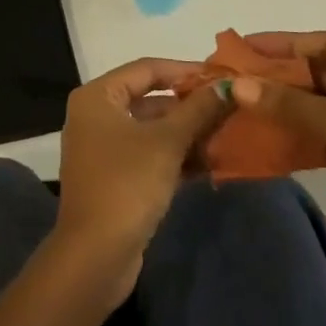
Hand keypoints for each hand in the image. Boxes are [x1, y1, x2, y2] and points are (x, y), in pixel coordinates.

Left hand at [52, 59, 230, 300]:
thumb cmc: (127, 184)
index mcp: (98, 96)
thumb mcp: (168, 143)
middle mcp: (96, 115)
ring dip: (187, 133)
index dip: (185, 70)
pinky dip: (176, 156)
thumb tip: (229, 86)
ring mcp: (104, 148)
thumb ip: (198, 111)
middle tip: (230, 107)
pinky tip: (211, 162)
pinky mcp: (115, 178)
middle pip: (150, 99)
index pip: (147, 69)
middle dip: (190, 106)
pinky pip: (149, 155)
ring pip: (152, 130)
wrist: (95, 256)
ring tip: (228, 134)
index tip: (221, 76)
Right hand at [231, 32, 325, 278]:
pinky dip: (299, 136)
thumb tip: (236, 84)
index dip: (284, 43)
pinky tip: (266, 136)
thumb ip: (287, 103)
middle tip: (237, 77)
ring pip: (321, 107)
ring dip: (286, 107)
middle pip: (322, 74)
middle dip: (281, 77)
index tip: (245, 46)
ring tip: (243, 104)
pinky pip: (325, 137)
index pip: (325, 43)